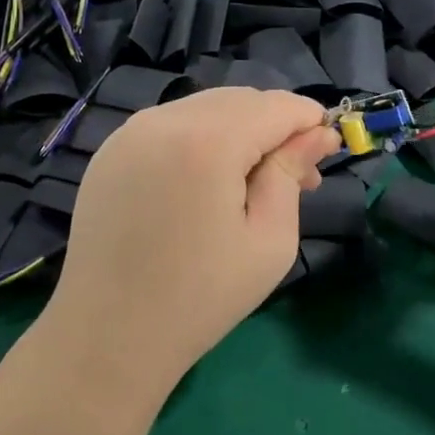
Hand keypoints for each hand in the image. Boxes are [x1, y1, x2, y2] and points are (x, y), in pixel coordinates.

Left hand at [40, 88, 337, 404]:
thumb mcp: (268, 241)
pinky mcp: (110, 150)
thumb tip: (318, 134)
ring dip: (239, 129)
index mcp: (208, 141)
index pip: (276, 106)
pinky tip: (204, 182)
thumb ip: (291, 174)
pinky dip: (200, 137)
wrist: (107, 335)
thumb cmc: (200, 298)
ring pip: (205, 107)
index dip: (309, 120)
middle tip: (295, 176)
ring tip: (250, 181)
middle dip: (275, 125)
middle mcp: (165, 120)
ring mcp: (130, 131)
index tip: (327, 149)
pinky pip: (170, 124)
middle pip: (240, 100)